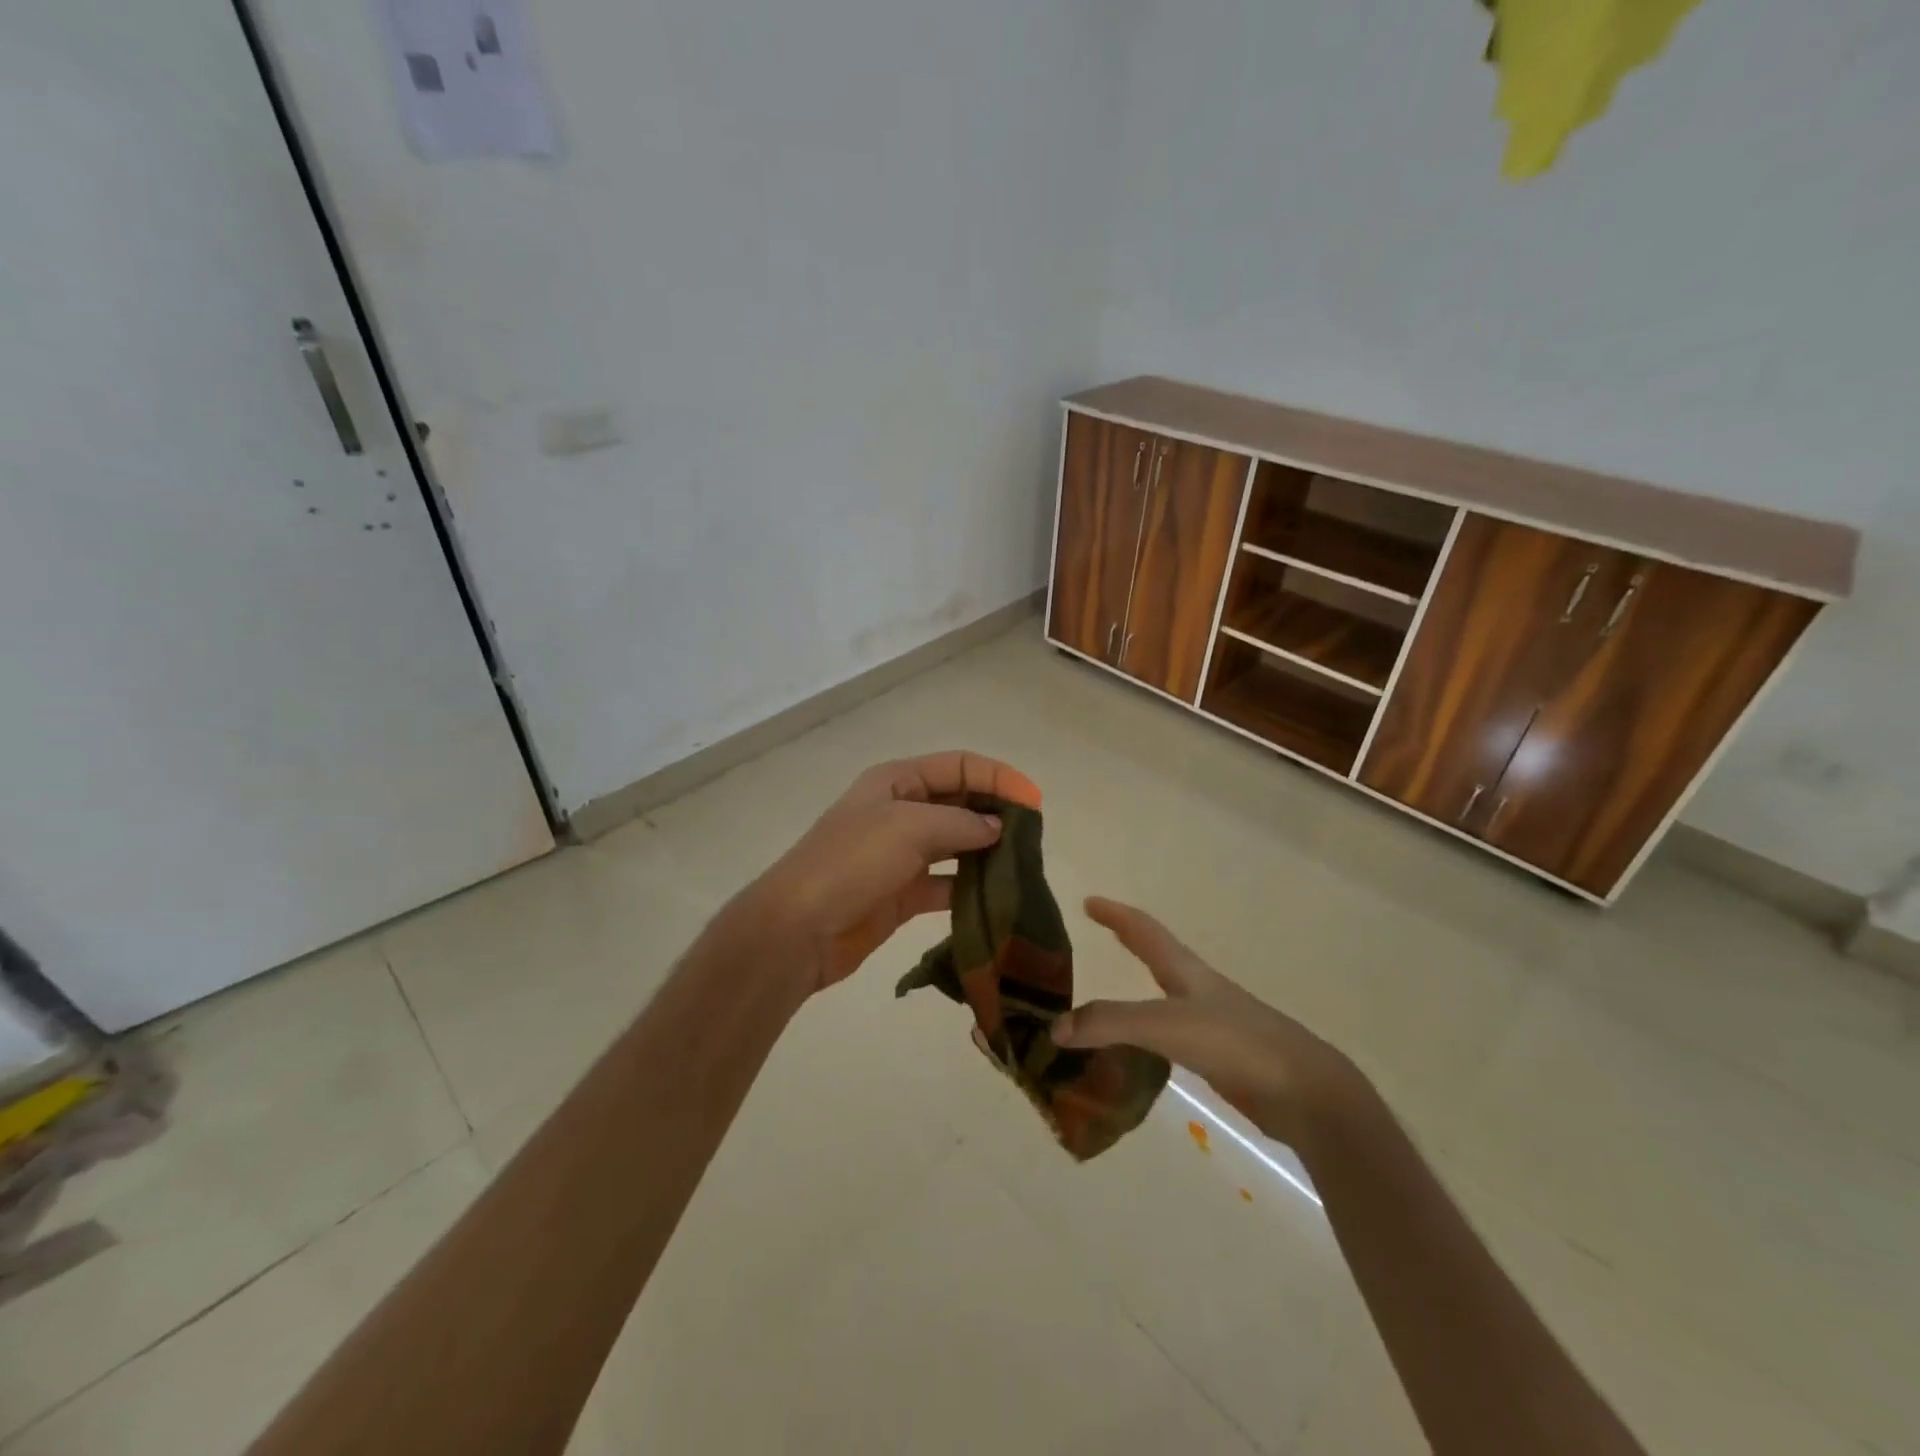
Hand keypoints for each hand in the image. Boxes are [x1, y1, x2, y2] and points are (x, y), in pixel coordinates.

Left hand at [746, 750, 1042, 994]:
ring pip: (957, 844)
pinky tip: (998, 896)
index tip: (1034, 802)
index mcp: (896, 782)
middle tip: (1033, 835)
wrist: (798, 929)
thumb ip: (961, 823)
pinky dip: (972, 887)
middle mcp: (901, 812)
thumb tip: (999, 828)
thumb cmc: (851, 863)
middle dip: (996, 812)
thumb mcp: (908, 827)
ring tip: (1023, 864)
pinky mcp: (904, 894)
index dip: (997, 777)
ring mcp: (901, 854)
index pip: (958, 766)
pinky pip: (947, 883)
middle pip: (960, 802)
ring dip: (988, 851)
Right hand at [1050, 897, 1359, 1146]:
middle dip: (1127, 943)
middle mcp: (1198, 990)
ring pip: (1162, 1000)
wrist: (1305, 1092)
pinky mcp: (1220, 1058)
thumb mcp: (1166, 1025)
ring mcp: (1212, 1024)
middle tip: (1096, 936)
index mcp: (1186, 971)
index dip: (1116, 914)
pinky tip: (1135, 1054)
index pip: (1144, 930)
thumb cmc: (1236, 1041)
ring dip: (1133, 995)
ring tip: (1103, 1003)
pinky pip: (1169, 1039)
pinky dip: (1145, 1037)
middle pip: (1156, 957)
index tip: (1089, 901)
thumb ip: (1110, 1023)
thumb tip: (1054, 1027)